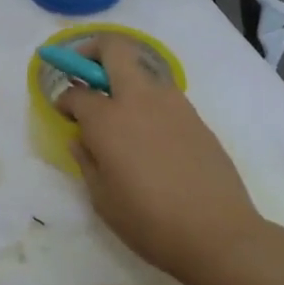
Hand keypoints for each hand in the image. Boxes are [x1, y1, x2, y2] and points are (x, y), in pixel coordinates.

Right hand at [57, 34, 262, 282]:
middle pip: (114, 49)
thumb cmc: (150, 222)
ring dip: (124, 77)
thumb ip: (86, 160)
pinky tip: (149, 135)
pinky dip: (148, 101)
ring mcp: (173, 104)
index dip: (64, 99)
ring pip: (143, 69)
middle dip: (93, 51)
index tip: (63, 113)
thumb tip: (80, 138)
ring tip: (119, 112)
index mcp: (108, 120)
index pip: (76, 93)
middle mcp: (139, 100)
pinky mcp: (196, 118)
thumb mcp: (102, 198)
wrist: (220, 235)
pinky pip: (164, 95)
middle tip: (85, 73)